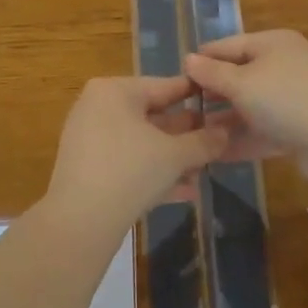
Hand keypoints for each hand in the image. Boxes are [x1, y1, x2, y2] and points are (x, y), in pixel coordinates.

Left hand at [43, 77, 227, 229]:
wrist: (80, 221)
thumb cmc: (131, 171)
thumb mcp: (175, 155)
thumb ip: (204, 142)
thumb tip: (226, 133)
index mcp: (115, 91)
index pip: (165, 86)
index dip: (196, 94)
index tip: (222, 98)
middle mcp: (98, 107)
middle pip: (152, 115)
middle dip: (186, 134)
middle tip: (217, 140)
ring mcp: (89, 138)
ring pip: (141, 143)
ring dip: (173, 158)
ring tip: (204, 170)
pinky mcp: (87, 168)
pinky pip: (127, 162)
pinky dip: (152, 172)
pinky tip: (185, 192)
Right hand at [184, 31, 307, 164]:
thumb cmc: (285, 99)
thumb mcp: (241, 83)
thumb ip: (212, 73)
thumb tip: (189, 59)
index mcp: (273, 44)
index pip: (228, 46)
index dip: (202, 60)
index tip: (175, 77)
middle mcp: (284, 66)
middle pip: (240, 77)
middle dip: (211, 94)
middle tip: (181, 110)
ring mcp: (293, 99)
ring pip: (250, 107)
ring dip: (224, 121)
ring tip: (192, 135)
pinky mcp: (298, 129)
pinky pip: (262, 131)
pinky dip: (242, 140)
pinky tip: (215, 154)